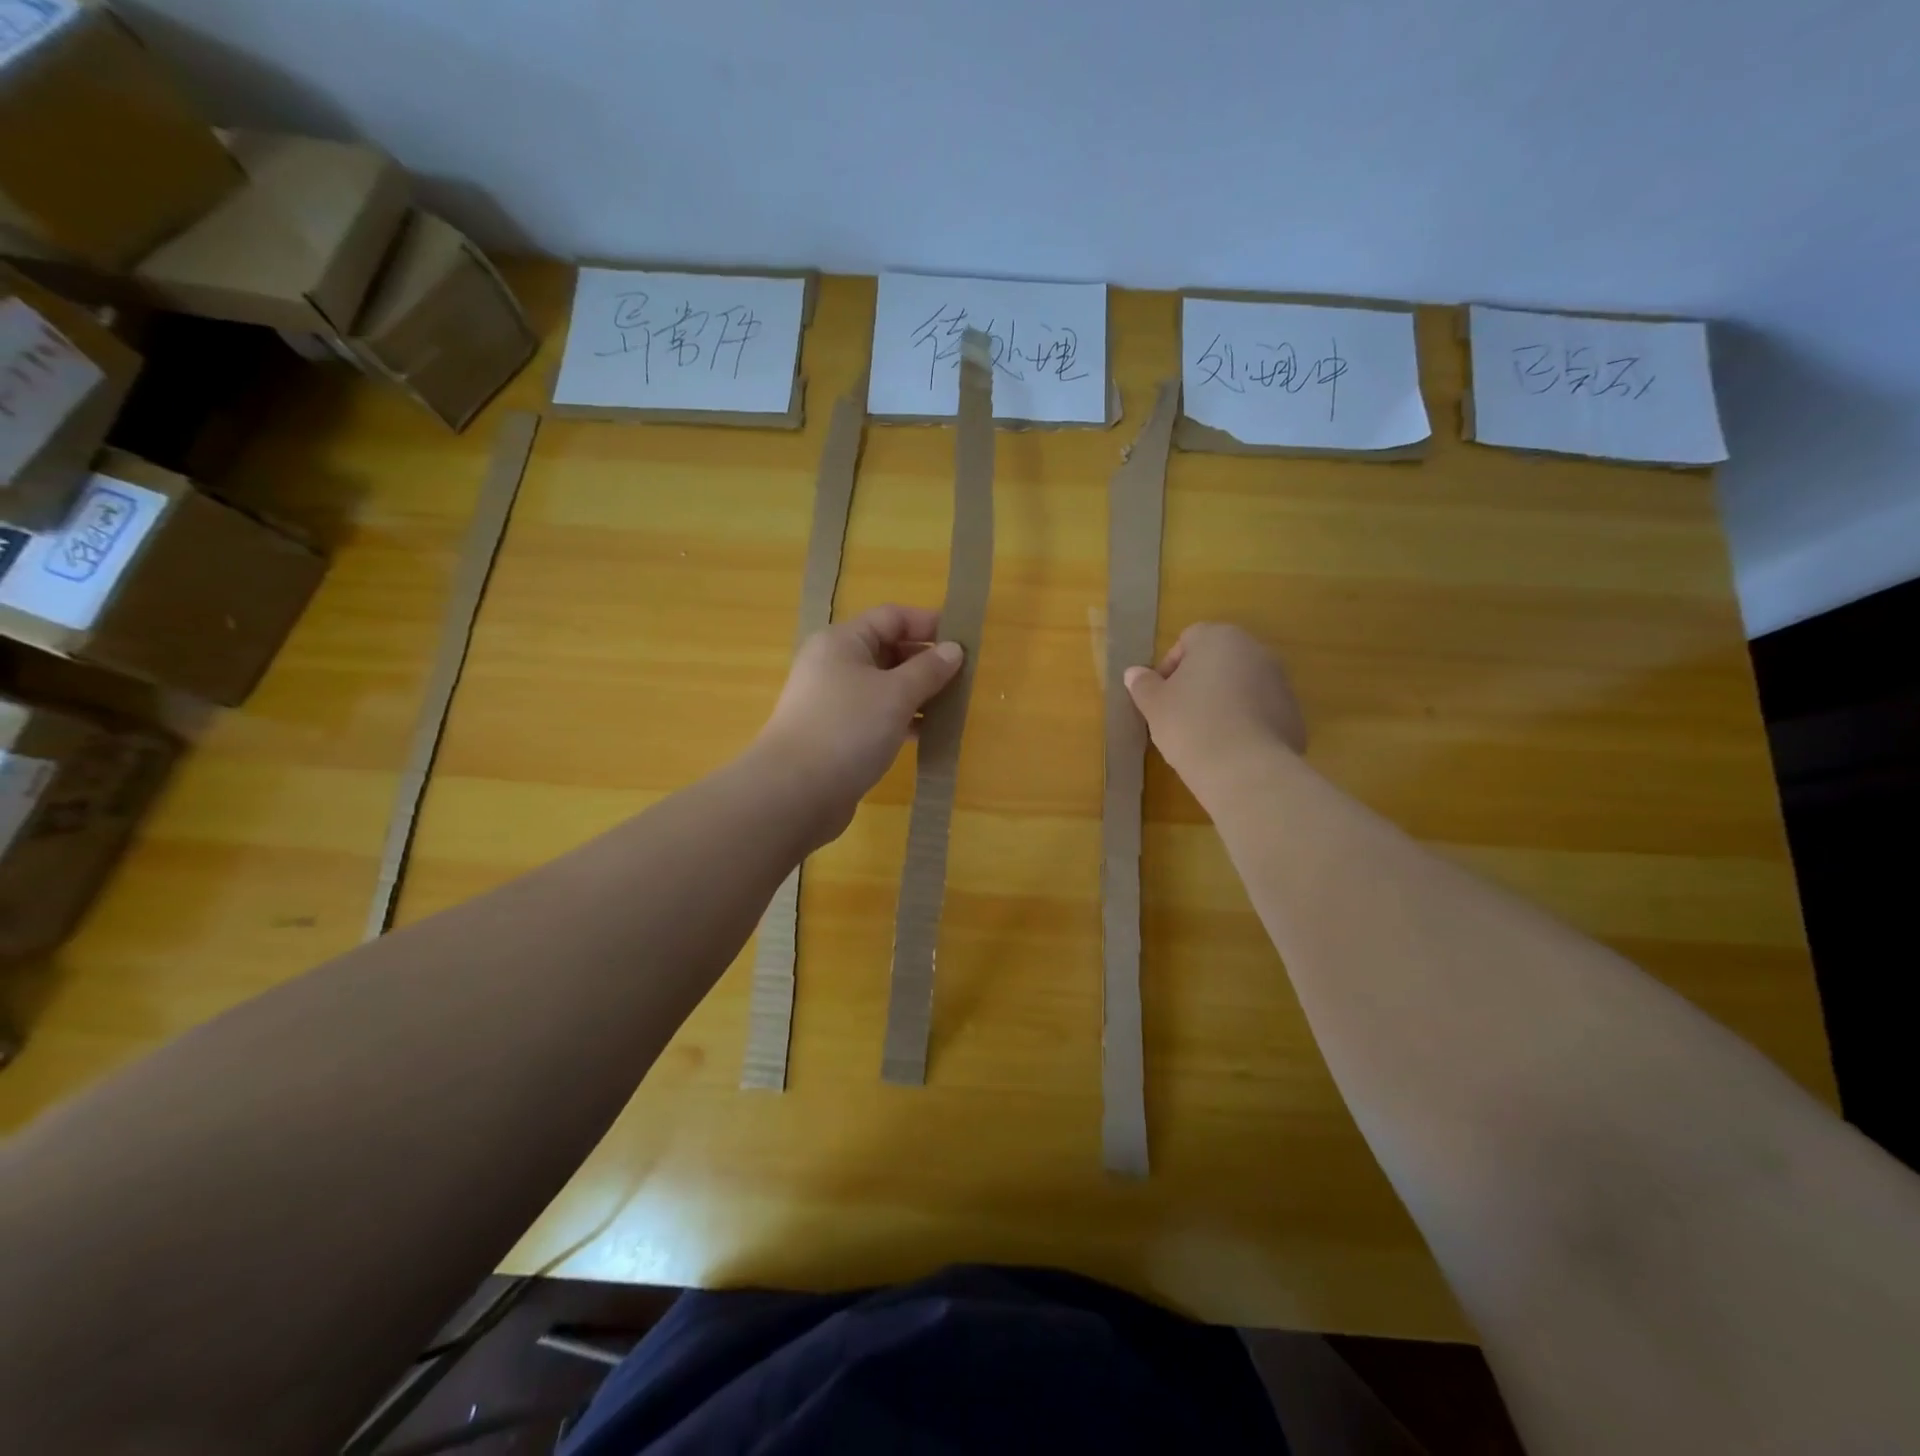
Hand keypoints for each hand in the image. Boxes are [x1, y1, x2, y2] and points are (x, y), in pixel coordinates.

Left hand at [754, 604, 963, 838]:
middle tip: (965, 678)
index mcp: (843, 641)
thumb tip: (954, 650)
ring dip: (918, 694)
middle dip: (926, 662)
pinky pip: (876, 716)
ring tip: (953, 707)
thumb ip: (928, 670)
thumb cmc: (848, 728)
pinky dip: (902, 720)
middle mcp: (834, 664)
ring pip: (884, 687)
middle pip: (888, 650)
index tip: (965, 642)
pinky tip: (928, 734)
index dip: (929, 624)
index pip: (892, 617)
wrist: (795, 792)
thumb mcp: (896, 694)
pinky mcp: (836, 734)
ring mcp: (833, 701)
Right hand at [1124, 623, 1306, 794]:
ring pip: (1242, 686)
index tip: (1160, 696)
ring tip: (1205, 735)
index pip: (1188, 640)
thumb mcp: (1154, 705)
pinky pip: (1260, 713)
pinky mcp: (1294, 715)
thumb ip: (1143, 684)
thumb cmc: (1190, 724)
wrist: (1245, 769)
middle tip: (1179, 714)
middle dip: (1199, 683)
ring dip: (1224, 702)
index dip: (1169, 667)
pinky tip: (1230, 750)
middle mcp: (1256, 651)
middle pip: (1219, 660)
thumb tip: (1134, 673)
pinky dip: (1245, 724)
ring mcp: (1280, 682)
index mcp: (1219, 638)